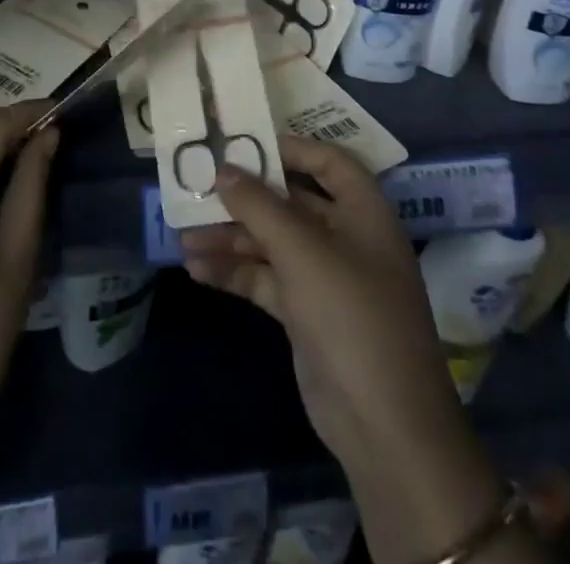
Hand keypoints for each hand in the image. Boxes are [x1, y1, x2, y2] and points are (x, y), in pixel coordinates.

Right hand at [179, 134, 454, 470]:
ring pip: (272, 243)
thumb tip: (223, 169)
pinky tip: (198, 271)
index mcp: (363, 213)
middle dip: (245, 199)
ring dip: (231, 239)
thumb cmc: (352, 316)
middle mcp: (346, 239)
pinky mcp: (306, 314)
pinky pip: (266, 279)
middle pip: (291, 203)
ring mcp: (326, 279)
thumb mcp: (302, 251)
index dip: (289, 148)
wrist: (384, 428)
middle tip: (198, 188)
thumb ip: (259, 205)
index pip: (328, 162)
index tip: (244, 142)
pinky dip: (236, 273)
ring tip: (185, 237)